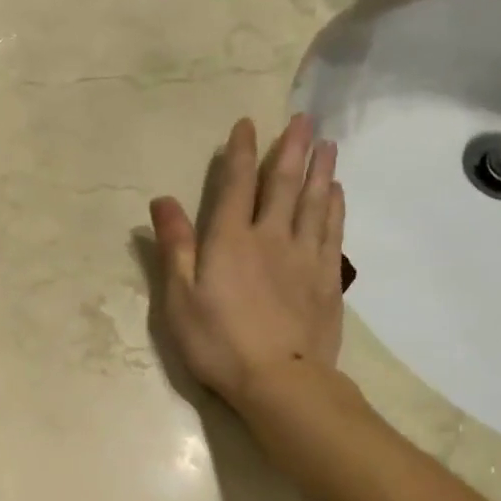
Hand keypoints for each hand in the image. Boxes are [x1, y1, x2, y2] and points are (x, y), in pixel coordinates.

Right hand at [149, 114, 344, 405]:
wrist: (281, 381)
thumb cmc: (219, 342)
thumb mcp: (180, 299)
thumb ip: (175, 246)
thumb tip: (162, 201)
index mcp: (231, 240)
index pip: (237, 184)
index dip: (241, 152)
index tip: (248, 124)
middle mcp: (271, 237)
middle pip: (284, 184)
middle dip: (292, 148)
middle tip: (305, 118)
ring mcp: (304, 257)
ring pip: (315, 202)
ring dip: (320, 170)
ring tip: (328, 144)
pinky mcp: (326, 279)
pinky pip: (333, 232)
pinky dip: (335, 207)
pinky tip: (337, 193)